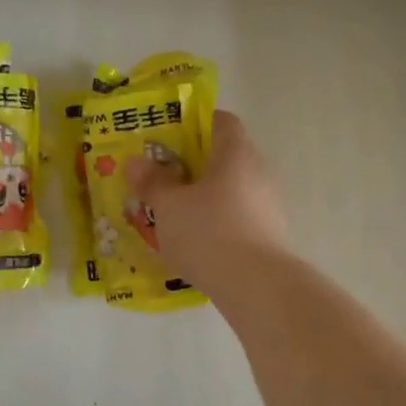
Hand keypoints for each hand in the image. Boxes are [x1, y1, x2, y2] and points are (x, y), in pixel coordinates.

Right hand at [126, 110, 286, 288]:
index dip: (194, 123)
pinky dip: (216, 220)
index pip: (220, 120)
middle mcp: (258, 170)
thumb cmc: (208, 232)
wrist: (256, 285)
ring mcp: (267, 204)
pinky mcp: (269, 233)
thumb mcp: (168, 206)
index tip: (167, 136)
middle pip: (224, 155)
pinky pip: (236, 215)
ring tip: (172, 212)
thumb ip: (152, 181)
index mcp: (235, 152)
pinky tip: (194, 239)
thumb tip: (137, 161)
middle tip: (161, 176)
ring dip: (203, 195)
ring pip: (230, 188)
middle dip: (192, 163)